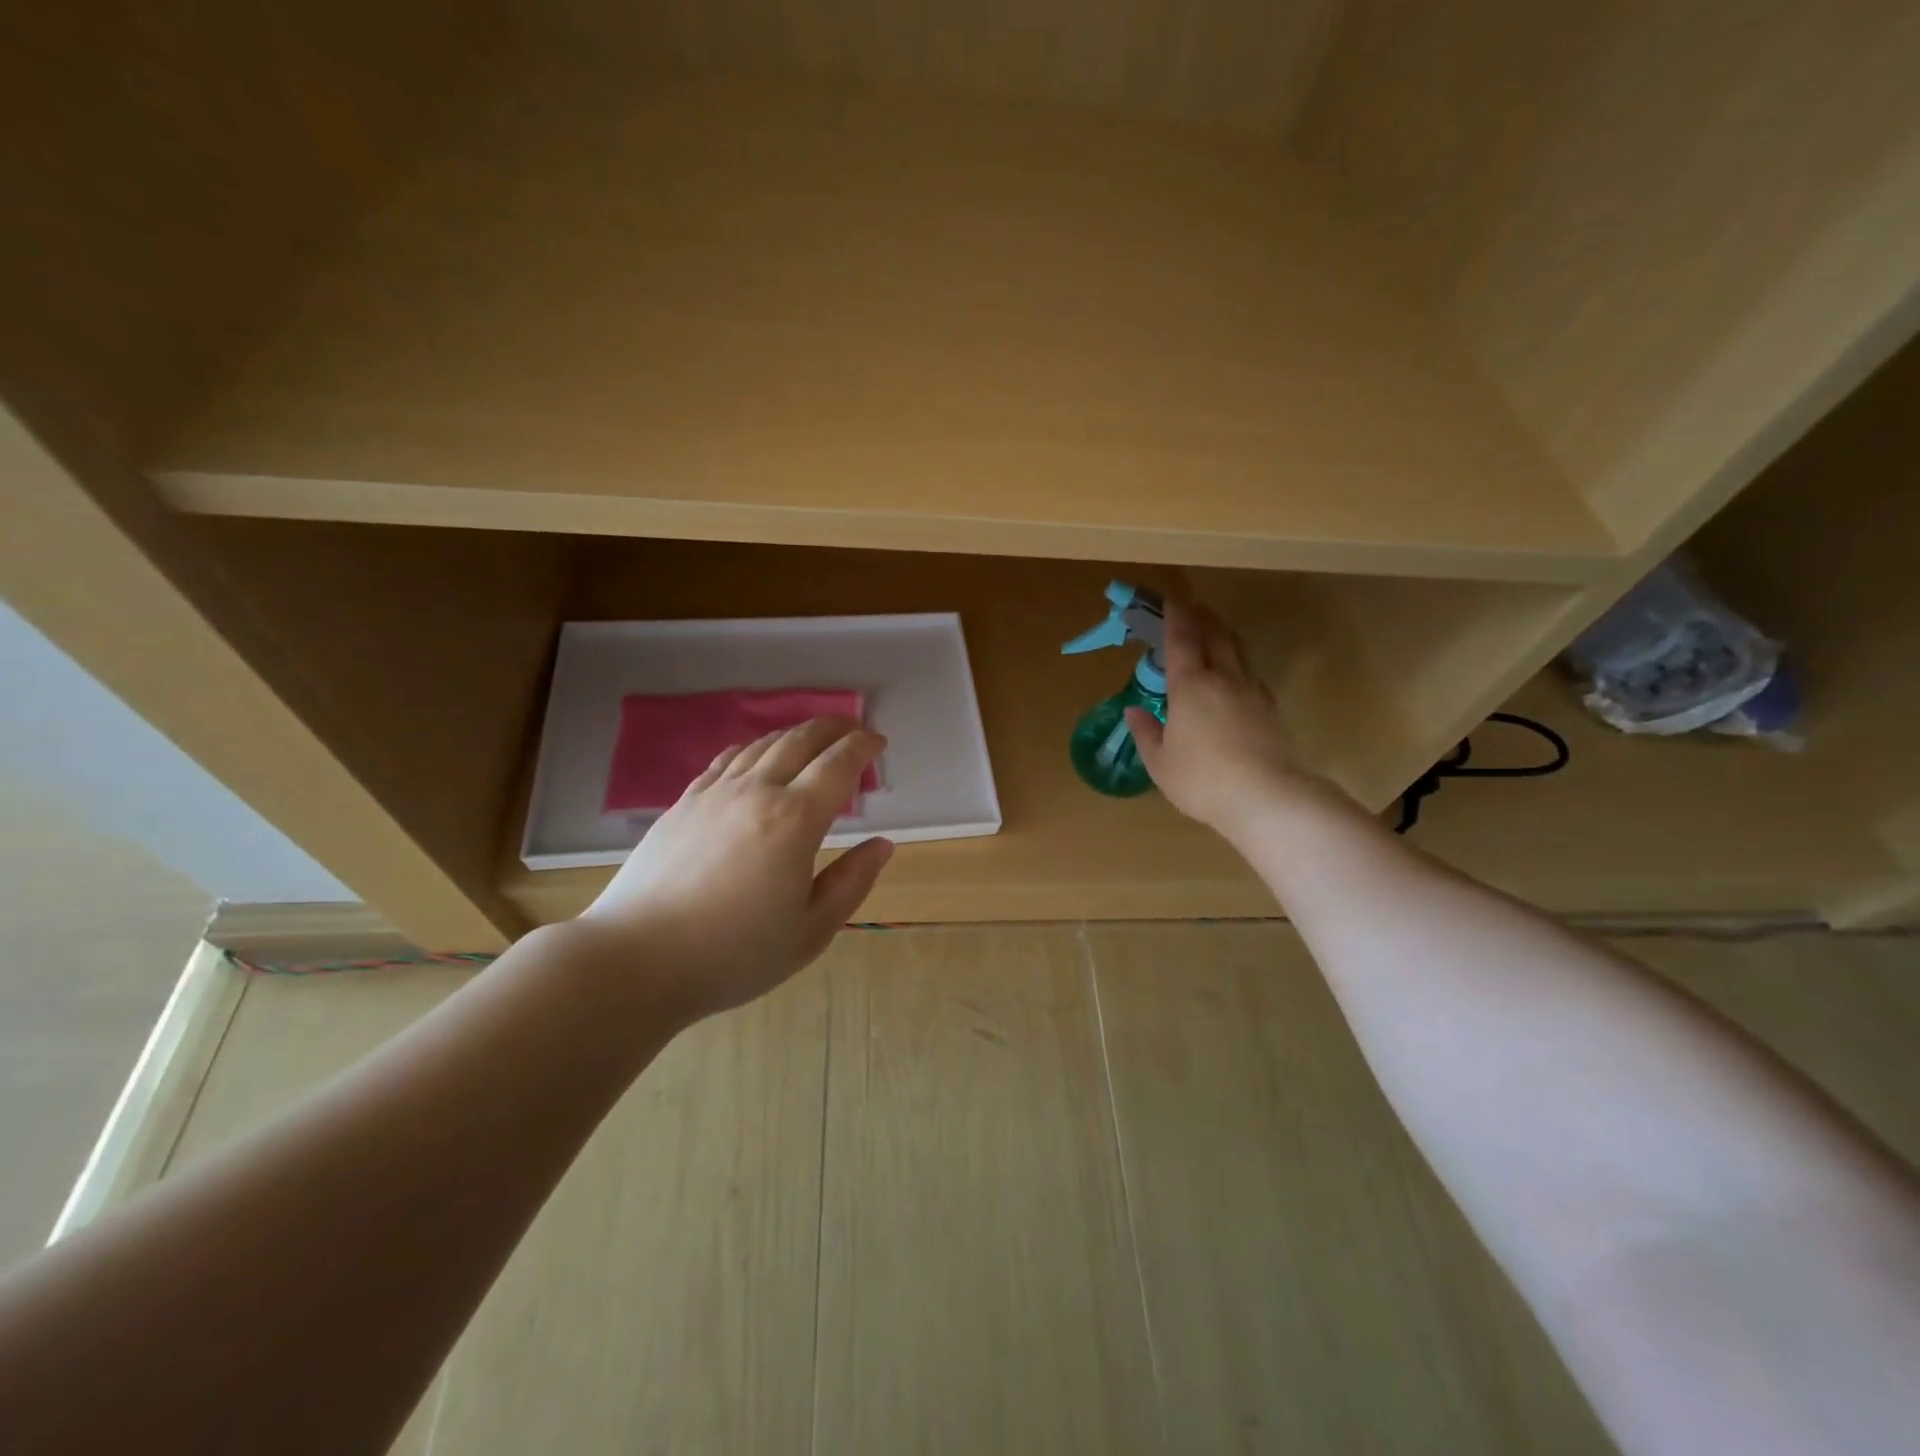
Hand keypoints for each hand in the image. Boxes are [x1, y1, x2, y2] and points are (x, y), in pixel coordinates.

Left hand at [578, 718, 893, 1021]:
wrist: (637, 960)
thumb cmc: (733, 954)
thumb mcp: (810, 931)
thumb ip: (852, 882)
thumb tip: (882, 844)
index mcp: (795, 820)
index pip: (838, 764)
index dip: (863, 746)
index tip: (879, 742)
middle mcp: (757, 792)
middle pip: (801, 740)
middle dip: (834, 728)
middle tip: (854, 730)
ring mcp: (715, 793)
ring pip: (763, 744)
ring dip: (796, 734)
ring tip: (814, 739)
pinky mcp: (683, 803)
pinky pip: (726, 759)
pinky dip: (754, 747)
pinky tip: (757, 756)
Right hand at [1125, 599, 1318, 840]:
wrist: (1266, 797)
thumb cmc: (1202, 780)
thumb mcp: (1160, 763)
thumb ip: (1146, 733)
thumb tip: (1134, 710)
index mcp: (1190, 686)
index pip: (1181, 640)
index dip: (1174, 618)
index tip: (1170, 601)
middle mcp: (1223, 679)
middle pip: (1215, 636)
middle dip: (1202, 617)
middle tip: (1192, 607)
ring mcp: (1252, 691)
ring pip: (1238, 651)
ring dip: (1224, 635)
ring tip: (1215, 631)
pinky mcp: (1270, 709)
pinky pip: (1251, 675)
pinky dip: (1239, 664)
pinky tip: (1236, 675)